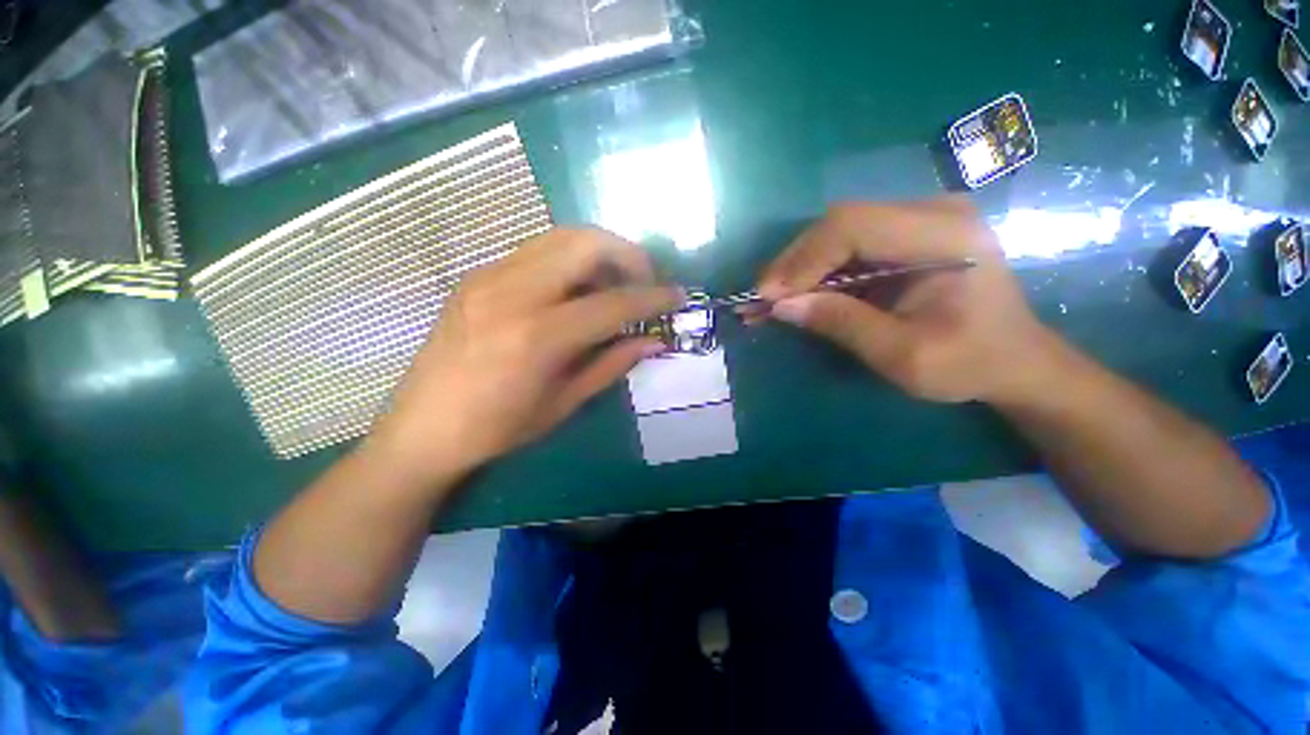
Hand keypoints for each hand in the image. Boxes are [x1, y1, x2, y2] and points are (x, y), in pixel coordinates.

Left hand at [368, 228, 682, 485]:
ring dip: (600, 252)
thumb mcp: (564, 402)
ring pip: (561, 237)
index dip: (653, 297)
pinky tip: (577, 289)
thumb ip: (612, 364)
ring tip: (615, 283)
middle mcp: (513, 292)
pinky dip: (570, 260)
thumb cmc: (497, 428)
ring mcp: (490, 277)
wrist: (421, 428)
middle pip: (586, 243)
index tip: (677, 297)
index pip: (613, 302)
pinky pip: (537, 251)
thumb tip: (654, 341)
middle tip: (645, 281)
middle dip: (628, 255)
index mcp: (538, 336)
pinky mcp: (478, 275)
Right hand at [758, 197, 1060, 403]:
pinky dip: (816, 269)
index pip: (853, 226)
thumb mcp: (903, 356)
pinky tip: (796, 292)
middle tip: (760, 300)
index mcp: (946, 236)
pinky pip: (848, 243)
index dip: (802, 260)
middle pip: (840, 222)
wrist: (1014, 360)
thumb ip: (842, 324)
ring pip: (837, 230)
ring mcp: (920, 218)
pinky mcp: (907, 233)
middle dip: (794, 263)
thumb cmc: (969, 363)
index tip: (768, 297)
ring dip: (799, 266)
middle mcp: (933, 211)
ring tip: (770, 299)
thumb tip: (781, 306)